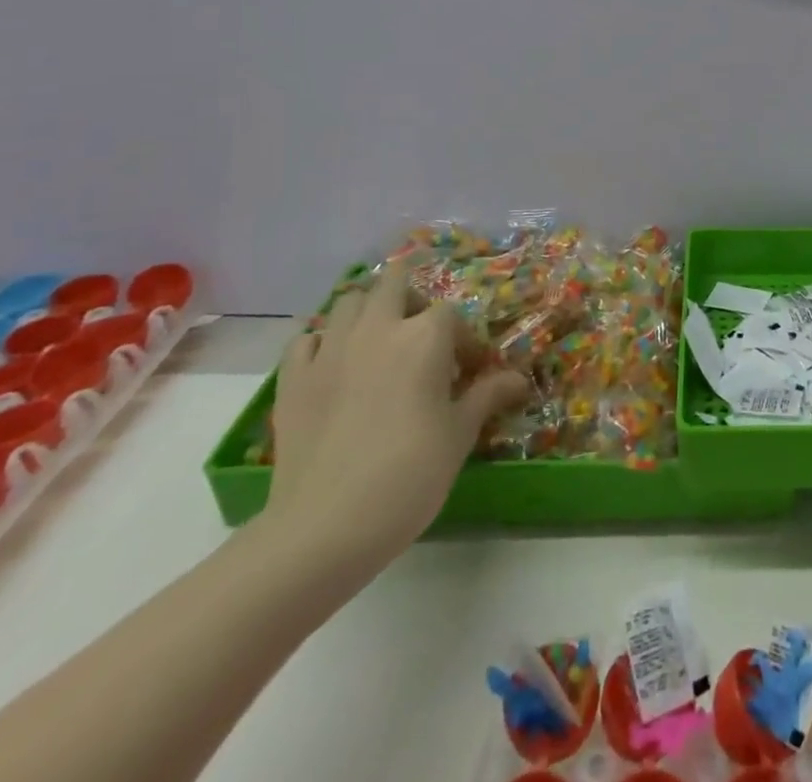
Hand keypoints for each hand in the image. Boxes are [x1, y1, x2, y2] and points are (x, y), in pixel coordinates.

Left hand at [259, 265, 528, 578]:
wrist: (326, 527)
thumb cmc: (410, 475)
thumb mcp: (460, 435)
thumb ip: (487, 396)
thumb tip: (518, 379)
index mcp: (424, 337)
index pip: (450, 314)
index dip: (462, 340)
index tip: (467, 373)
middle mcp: (377, 329)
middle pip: (393, 283)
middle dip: (410, 297)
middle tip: (420, 335)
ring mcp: (329, 351)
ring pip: (348, 302)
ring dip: (367, 311)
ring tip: (378, 343)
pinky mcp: (292, 379)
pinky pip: (306, 340)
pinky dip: (322, 343)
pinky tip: (332, 366)